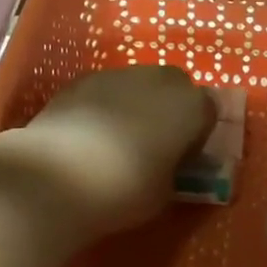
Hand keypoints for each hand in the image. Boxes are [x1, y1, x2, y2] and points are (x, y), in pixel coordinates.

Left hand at [0, 66, 212, 236]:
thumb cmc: (125, 189)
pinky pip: (106, 90)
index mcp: (191, 106)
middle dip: (169, 109)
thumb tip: (168, 164)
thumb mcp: (166, 192)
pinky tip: (89, 135)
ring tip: (118, 140)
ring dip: (136, 104)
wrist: (57, 175)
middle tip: (155, 142)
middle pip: (175, 87)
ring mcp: (117, 74)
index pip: (208, 113)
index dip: (197, 135)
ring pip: (138, 85)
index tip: (183, 158)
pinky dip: (104, 106)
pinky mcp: (81, 79)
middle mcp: (159, 80)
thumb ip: (174, 169)